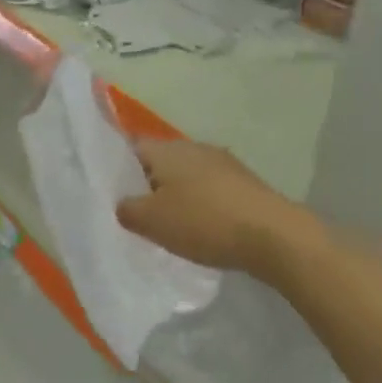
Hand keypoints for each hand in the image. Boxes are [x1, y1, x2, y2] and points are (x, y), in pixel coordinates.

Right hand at [117, 140, 287, 272]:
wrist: (273, 236)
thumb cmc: (203, 222)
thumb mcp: (150, 221)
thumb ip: (126, 209)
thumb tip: (123, 204)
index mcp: (166, 149)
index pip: (130, 148)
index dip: (115, 168)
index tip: (108, 192)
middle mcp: (194, 147)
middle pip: (159, 162)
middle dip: (146, 185)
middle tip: (134, 213)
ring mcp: (223, 163)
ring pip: (185, 176)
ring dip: (174, 196)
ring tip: (166, 224)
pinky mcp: (244, 183)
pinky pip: (209, 190)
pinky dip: (199, 205)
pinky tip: (200, 228)